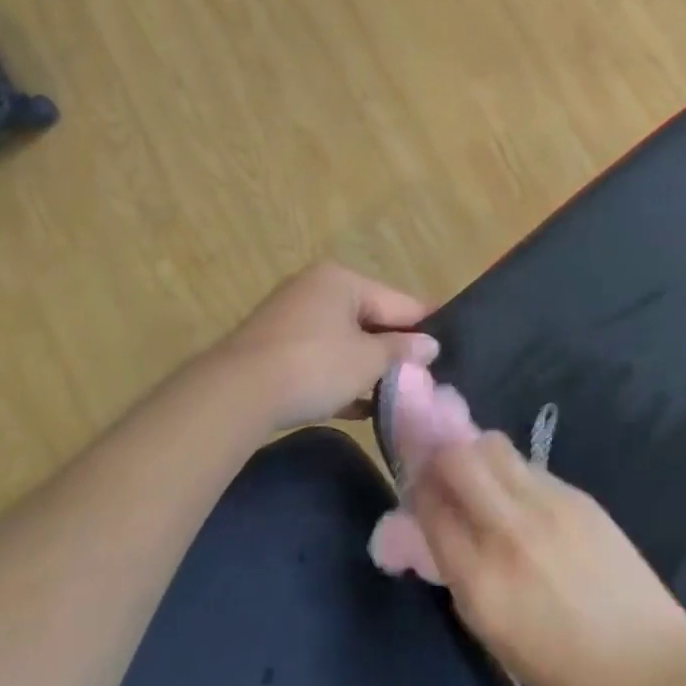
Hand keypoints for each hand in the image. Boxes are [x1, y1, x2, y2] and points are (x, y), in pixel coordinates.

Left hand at [213, 262, 437, 430]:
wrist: (235, 395)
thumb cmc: (314, 366)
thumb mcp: (367, 360)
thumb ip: (402, 350)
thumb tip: (430, 345)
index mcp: (342, 279)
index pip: (397, 300)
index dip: (424, 323)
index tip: (449, 341)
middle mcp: (316, 288)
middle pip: (370, 317)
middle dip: (394, 347)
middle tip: (423, 374)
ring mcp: (292, 317)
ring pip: (344, 339)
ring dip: (367, 365)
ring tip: (397, 393)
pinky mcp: (275, 347)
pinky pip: (320, 356)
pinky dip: (340, 376)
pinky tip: (359, 406)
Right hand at [413, 434, 685, 685]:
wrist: (652, 669)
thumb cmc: (568, 678)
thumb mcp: (496, 637)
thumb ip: (461, 576)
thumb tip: (431, 534)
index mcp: (482, 582)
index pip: (430, 509)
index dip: (415, 491)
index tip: (412, 486)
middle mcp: (509, 531)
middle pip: (457, 459)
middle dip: (438, 454)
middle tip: (437, 466)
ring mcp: (547, 505)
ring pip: (493, 448)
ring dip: (474, 453)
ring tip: (476, 474)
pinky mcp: (577, 494)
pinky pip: (528, 466)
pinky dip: (510, 470)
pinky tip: (517, 494)